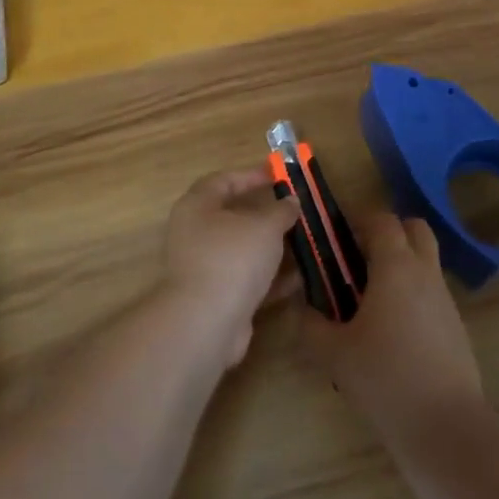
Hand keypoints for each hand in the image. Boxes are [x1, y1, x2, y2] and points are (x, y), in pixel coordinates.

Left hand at [161, 165, 299, 364]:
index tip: (278, 176)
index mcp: (197, 207)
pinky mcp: (216, 298)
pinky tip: (300, 278)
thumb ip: (281, 210)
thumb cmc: (232, 258)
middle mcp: (195, 234)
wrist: (207, 323)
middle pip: (233, 217)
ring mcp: (204, 268)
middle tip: (294, 211)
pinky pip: (247, 280)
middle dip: (266, 215)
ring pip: (242, 251)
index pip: (222, 181)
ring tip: (303, 242)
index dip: (250, 175)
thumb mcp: (264, 226)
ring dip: (271, 248)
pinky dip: (271, 278)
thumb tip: (290, 200)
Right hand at [298, 214, 485, 447]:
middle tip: (357, 258)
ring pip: (424, 261)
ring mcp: (445, 298)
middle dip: (387, 233)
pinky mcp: (455, 325)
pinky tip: (390, 330)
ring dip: (400, 265)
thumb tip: (303, 308)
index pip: (381, 220)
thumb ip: (311, 324)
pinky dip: (411, 294)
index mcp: (396, 266)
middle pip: (413, 229)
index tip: (335, 237)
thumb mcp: (334, 353)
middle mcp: (424, 272)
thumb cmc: (385, 378)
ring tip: (368, 299)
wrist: (445, 426)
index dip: (358, 220)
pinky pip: (431, 292)